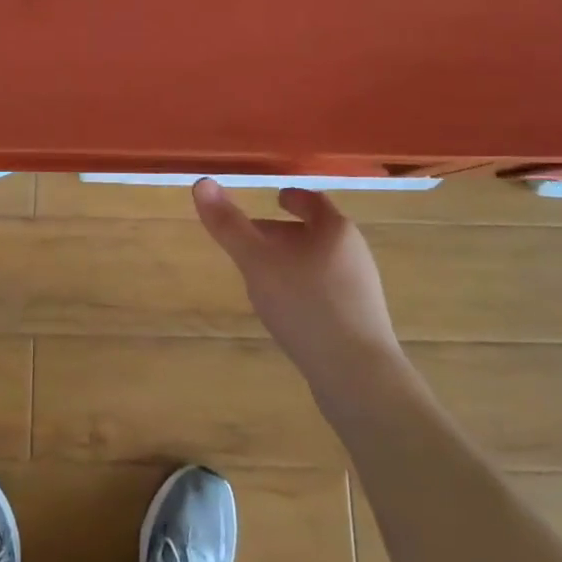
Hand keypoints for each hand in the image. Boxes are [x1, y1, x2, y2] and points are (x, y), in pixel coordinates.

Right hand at [191, 180, 404, 400]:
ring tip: (261, 274)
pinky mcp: (359, 322)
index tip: (275, 198)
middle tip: (252, 239)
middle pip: (315, 233)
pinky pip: (326, 292)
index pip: (313, 201)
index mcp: (335, 230)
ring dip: (291, 262)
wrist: (358, 378)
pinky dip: (302, 288)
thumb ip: (229, 225)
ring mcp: (360, 291)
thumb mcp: (257, 261)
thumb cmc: (306, 305)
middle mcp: (354, 254)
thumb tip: (202, 183)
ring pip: (319, 263)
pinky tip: (284, 309)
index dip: (292, 197)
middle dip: (283, 232)